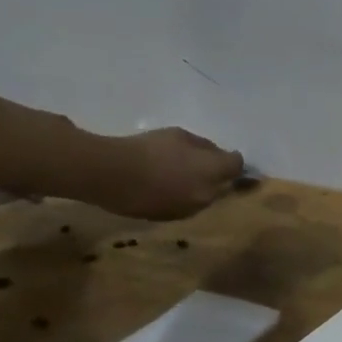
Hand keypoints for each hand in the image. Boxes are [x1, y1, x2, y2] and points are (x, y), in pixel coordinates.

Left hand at [87, 127, 245, 219]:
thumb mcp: (184, 207)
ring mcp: (178, 137)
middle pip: (217, 153)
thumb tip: (220, 189)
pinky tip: (152, 167)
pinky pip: (173, 144)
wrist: (103, 170)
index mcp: (214, 167)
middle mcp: (202, 147)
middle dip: (212, 165)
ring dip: (190, 159)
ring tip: (171, 175)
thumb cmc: (147, 195)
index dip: (234, 173)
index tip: (224, 186)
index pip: (238, 163)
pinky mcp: (157, 133)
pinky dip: (169, 154)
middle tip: (196, 182)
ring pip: (195, 148)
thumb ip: (207, 197)